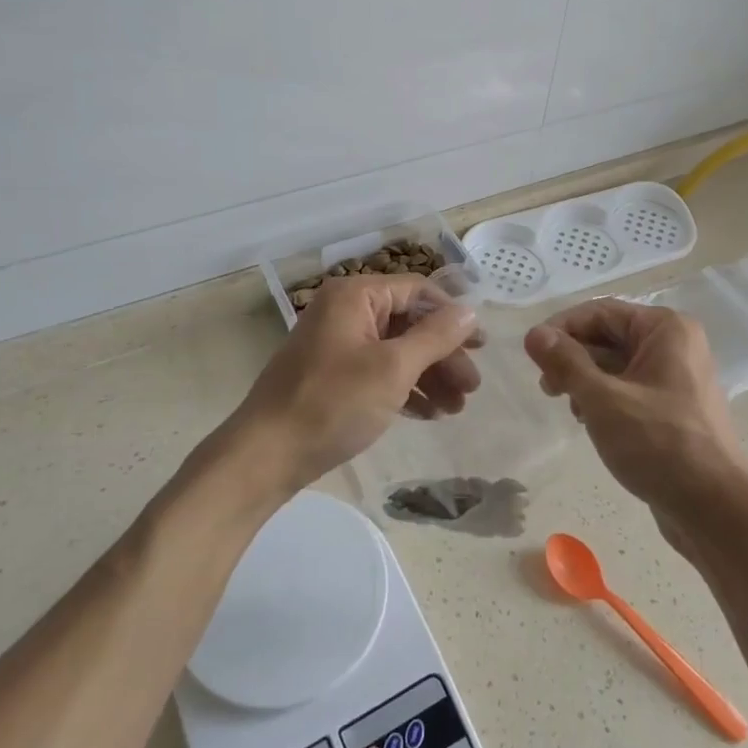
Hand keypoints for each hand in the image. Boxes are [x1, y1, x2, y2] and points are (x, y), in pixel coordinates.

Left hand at [230, 274, 479, 497]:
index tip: (482, 346)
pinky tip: (429, 414)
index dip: (453, 317)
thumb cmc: (333, 403)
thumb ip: (435, 336)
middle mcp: (346, 312)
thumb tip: (470, 310)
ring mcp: (337, 345)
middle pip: (409, 323)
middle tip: (472, 389)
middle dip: (444, 356)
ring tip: (456, 409)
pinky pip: (379, 371)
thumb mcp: (393, 368)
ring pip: (396, 351)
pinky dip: (405, 389)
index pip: (418, 292)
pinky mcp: (333, 376)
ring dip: (429, 376)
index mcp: (355, 296)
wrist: (266, 456)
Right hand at [524, 300, 747, 544]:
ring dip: (585, 380)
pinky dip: (603, 399)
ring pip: (615, 365)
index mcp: (665, 328)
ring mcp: (675, 378)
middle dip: (573, 357)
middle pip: (608, 336)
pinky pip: (628, 388)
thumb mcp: (603, 399)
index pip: (600, 312)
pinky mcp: (671, 408)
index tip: (531, 354)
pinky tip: (589, 421)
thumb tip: (533, 333)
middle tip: (546, 387)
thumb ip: (566, 363)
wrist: (714, 508)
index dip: (562, 328)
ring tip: (569, 408)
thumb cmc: (659, 443)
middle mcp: (674, 345)